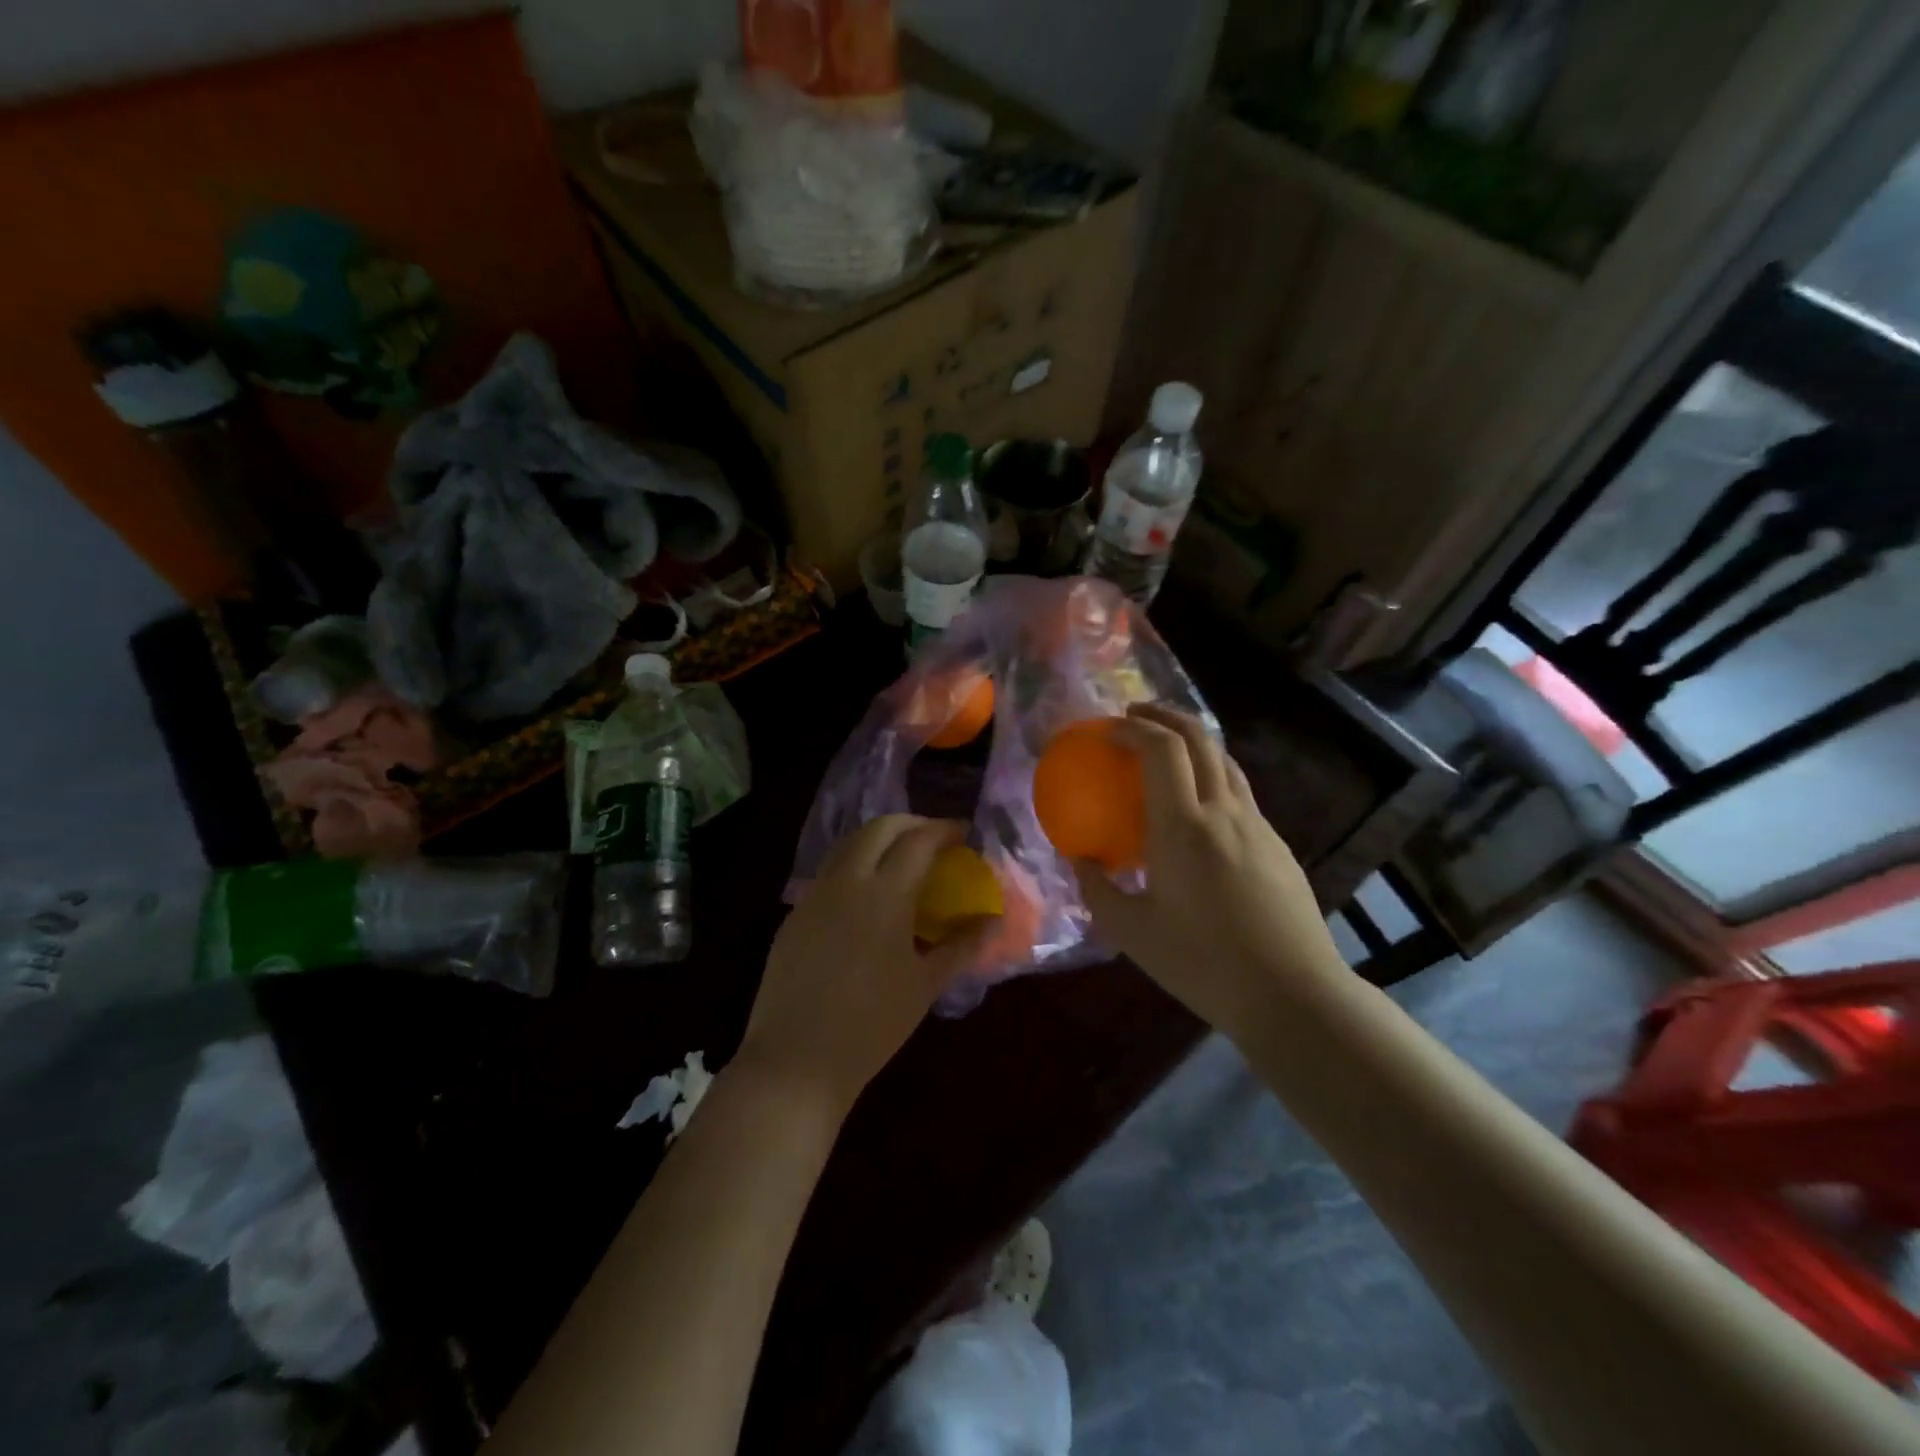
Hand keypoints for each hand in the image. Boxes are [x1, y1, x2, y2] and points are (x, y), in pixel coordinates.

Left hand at [737, 816, 991, 1118]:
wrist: (797, 1060)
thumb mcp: (925, 985)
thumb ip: (962, 946)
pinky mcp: (794, 914)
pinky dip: (854, 865)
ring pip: (848, 844)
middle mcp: (846, 881)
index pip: (918, 841)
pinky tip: (865, 897)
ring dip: (879, 840)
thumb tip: (994, 920)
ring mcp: (814, 895)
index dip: (943, 830)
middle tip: (933, 839)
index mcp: (884, 894)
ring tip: (901, 860)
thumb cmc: (872, 1025)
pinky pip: (829, 872)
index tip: (962, 833)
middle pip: (879, 828)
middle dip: (910, 823)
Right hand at [1074, 705, 1348, 1037]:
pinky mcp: (1277, 844)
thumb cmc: (1203, 964)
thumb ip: (1098, 890)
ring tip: (1165, 748)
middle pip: (1199, 738)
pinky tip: (1199, 807)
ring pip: (1225, 760)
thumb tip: (1080, 861)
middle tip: (1134, 717)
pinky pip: (1239, 791)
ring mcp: (1257, 825)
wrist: (1292, 993)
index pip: (1161, 749)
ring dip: (1192, 741)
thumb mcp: (1133, 933)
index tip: (1108, 730)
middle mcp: (1223, 812)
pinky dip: (1212, 775)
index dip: (1133, 728)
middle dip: (1164, 716)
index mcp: (1183, 827)